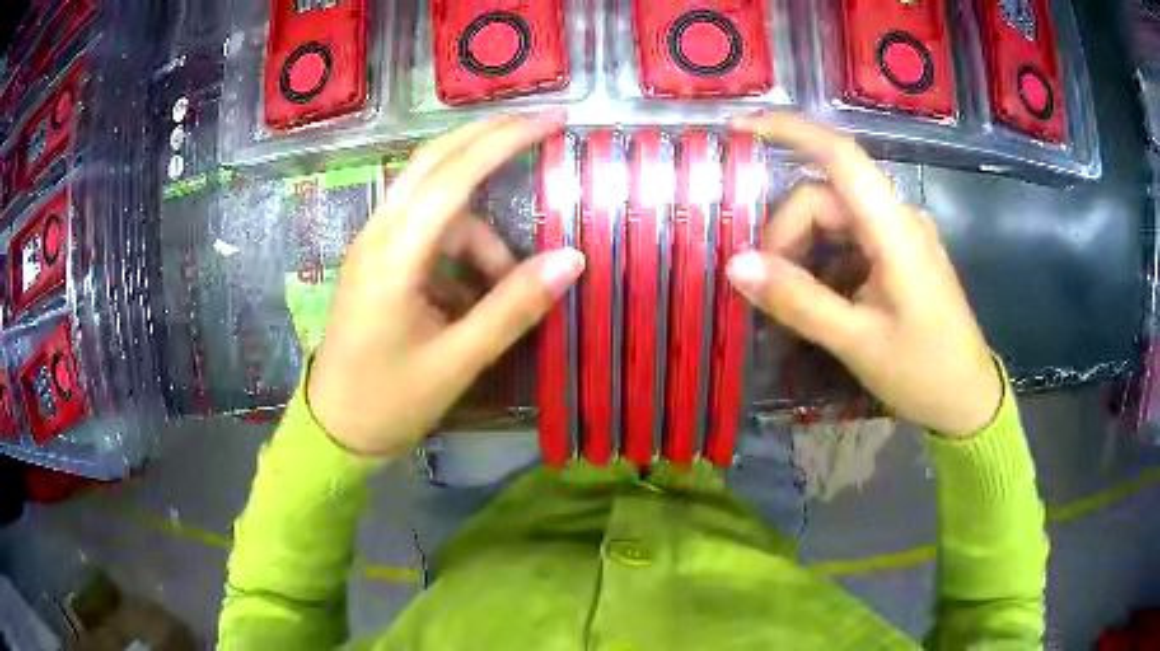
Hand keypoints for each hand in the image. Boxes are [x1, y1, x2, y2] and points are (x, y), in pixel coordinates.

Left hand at [307, 113, 584, 456]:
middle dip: (487, 139)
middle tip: (538, 128)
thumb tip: (572, 259)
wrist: (334, 429)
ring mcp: (373, 245)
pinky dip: (459, 245)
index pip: (453, 176)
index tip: (550, 120)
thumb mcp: (458, 361)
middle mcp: (378, 235)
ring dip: (479, 226)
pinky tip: (473, 290)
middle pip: (433, 162)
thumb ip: (513, 308)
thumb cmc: (389, 402)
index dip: (504, 141)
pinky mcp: (376, 261)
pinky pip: (426, 230)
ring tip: (506, 281)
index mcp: (393, 257)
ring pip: (434, 201)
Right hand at [727, 114, 1001, 437]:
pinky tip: (818, 302)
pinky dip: (824, 265)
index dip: (789, 132)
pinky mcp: (900, 257)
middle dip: (787, 237)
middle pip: (825, 200)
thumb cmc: (924, 372)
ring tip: (790, 303)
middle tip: (767, 291)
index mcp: (894, 229)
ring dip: (803, 255)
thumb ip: (798, 300)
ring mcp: (900, 237)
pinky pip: (850, 245)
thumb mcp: (857, 341)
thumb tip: (736, 265)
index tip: (739, 128)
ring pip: (834, 223)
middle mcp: (897, 219)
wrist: (968, 400)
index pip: (840, 155)